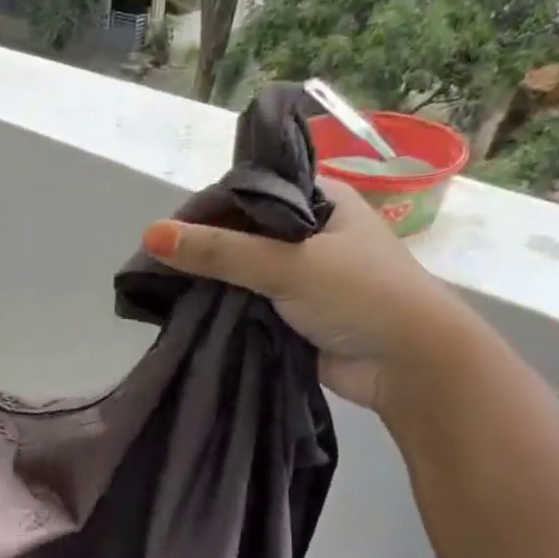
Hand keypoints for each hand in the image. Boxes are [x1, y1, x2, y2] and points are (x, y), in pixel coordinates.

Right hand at [139, 179, 477, 414]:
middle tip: (156, 266)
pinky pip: (246, 303)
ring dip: (210, 282)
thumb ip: (220, 251)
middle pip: (241, 232)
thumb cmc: (360, 295)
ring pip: (241, 271)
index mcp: (320, 200)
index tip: (165, 233)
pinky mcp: (291, 313)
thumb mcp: (288, 264)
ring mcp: (300, 275)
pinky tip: (186, 312)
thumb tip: (150, 234)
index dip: (207, 208)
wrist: (408, 365)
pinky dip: (222, 308)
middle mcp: (308, 232)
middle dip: (203, 249)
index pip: (250, 192)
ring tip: (162, 290)